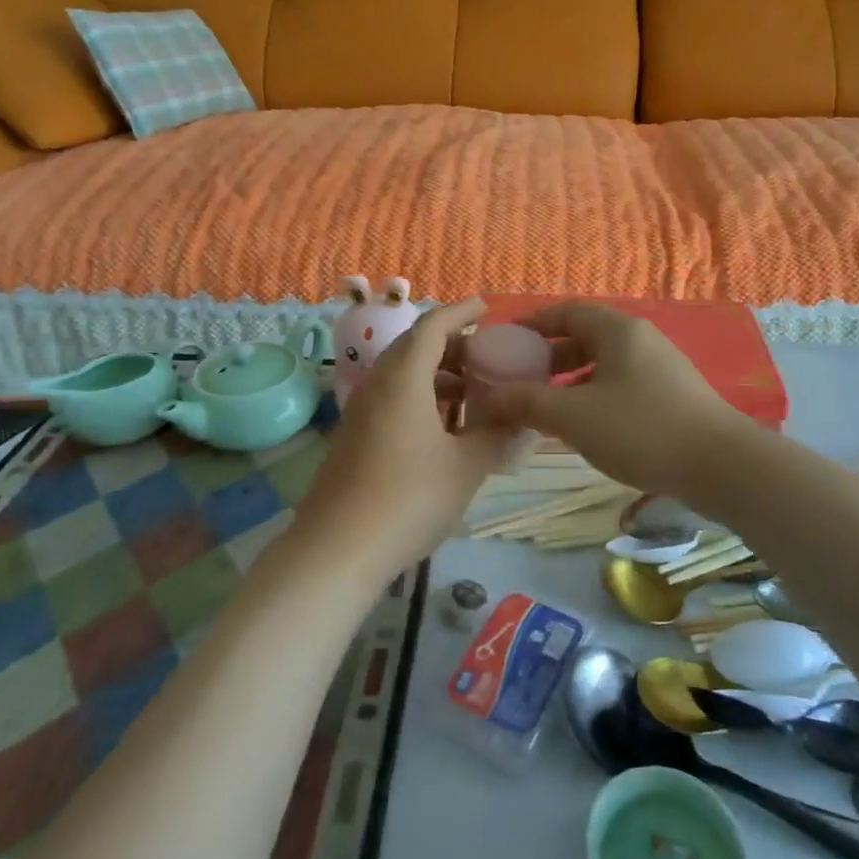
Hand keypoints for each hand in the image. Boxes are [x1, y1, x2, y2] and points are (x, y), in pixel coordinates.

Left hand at [292, 299, 514, 584]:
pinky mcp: (354, 439)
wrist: (336, 550)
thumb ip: (496, 436)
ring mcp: (361, 413)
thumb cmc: (408, 499)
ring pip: (402, 377)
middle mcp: (377, 386)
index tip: (484, 307)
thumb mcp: (465, 467)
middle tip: (487, 357)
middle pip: (415, 348)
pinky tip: (444, 430)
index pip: (432, 327)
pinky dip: (422, 400)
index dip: (459, 312)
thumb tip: (522, 419)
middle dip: (452, 347)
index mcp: (404, 379)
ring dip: (438, 376)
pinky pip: (392, 401)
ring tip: (473, 395)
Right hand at [471, 302, 747, 505]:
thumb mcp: (574, 416)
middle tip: (520, 379)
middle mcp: (640, 340)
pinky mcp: (672, 396)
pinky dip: (594, 398)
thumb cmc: (641, 429)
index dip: (533, 323)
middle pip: (584, 338)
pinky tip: (583, 428)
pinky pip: (620, 386)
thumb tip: (487, 396)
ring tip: (545, 408)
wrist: (722, 467)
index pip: (566, 311)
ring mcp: (660, 368)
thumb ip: (527, 402)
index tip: (506, 341)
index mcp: (618, 330)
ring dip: (570, 381)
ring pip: (603, 365)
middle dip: (548, 357)